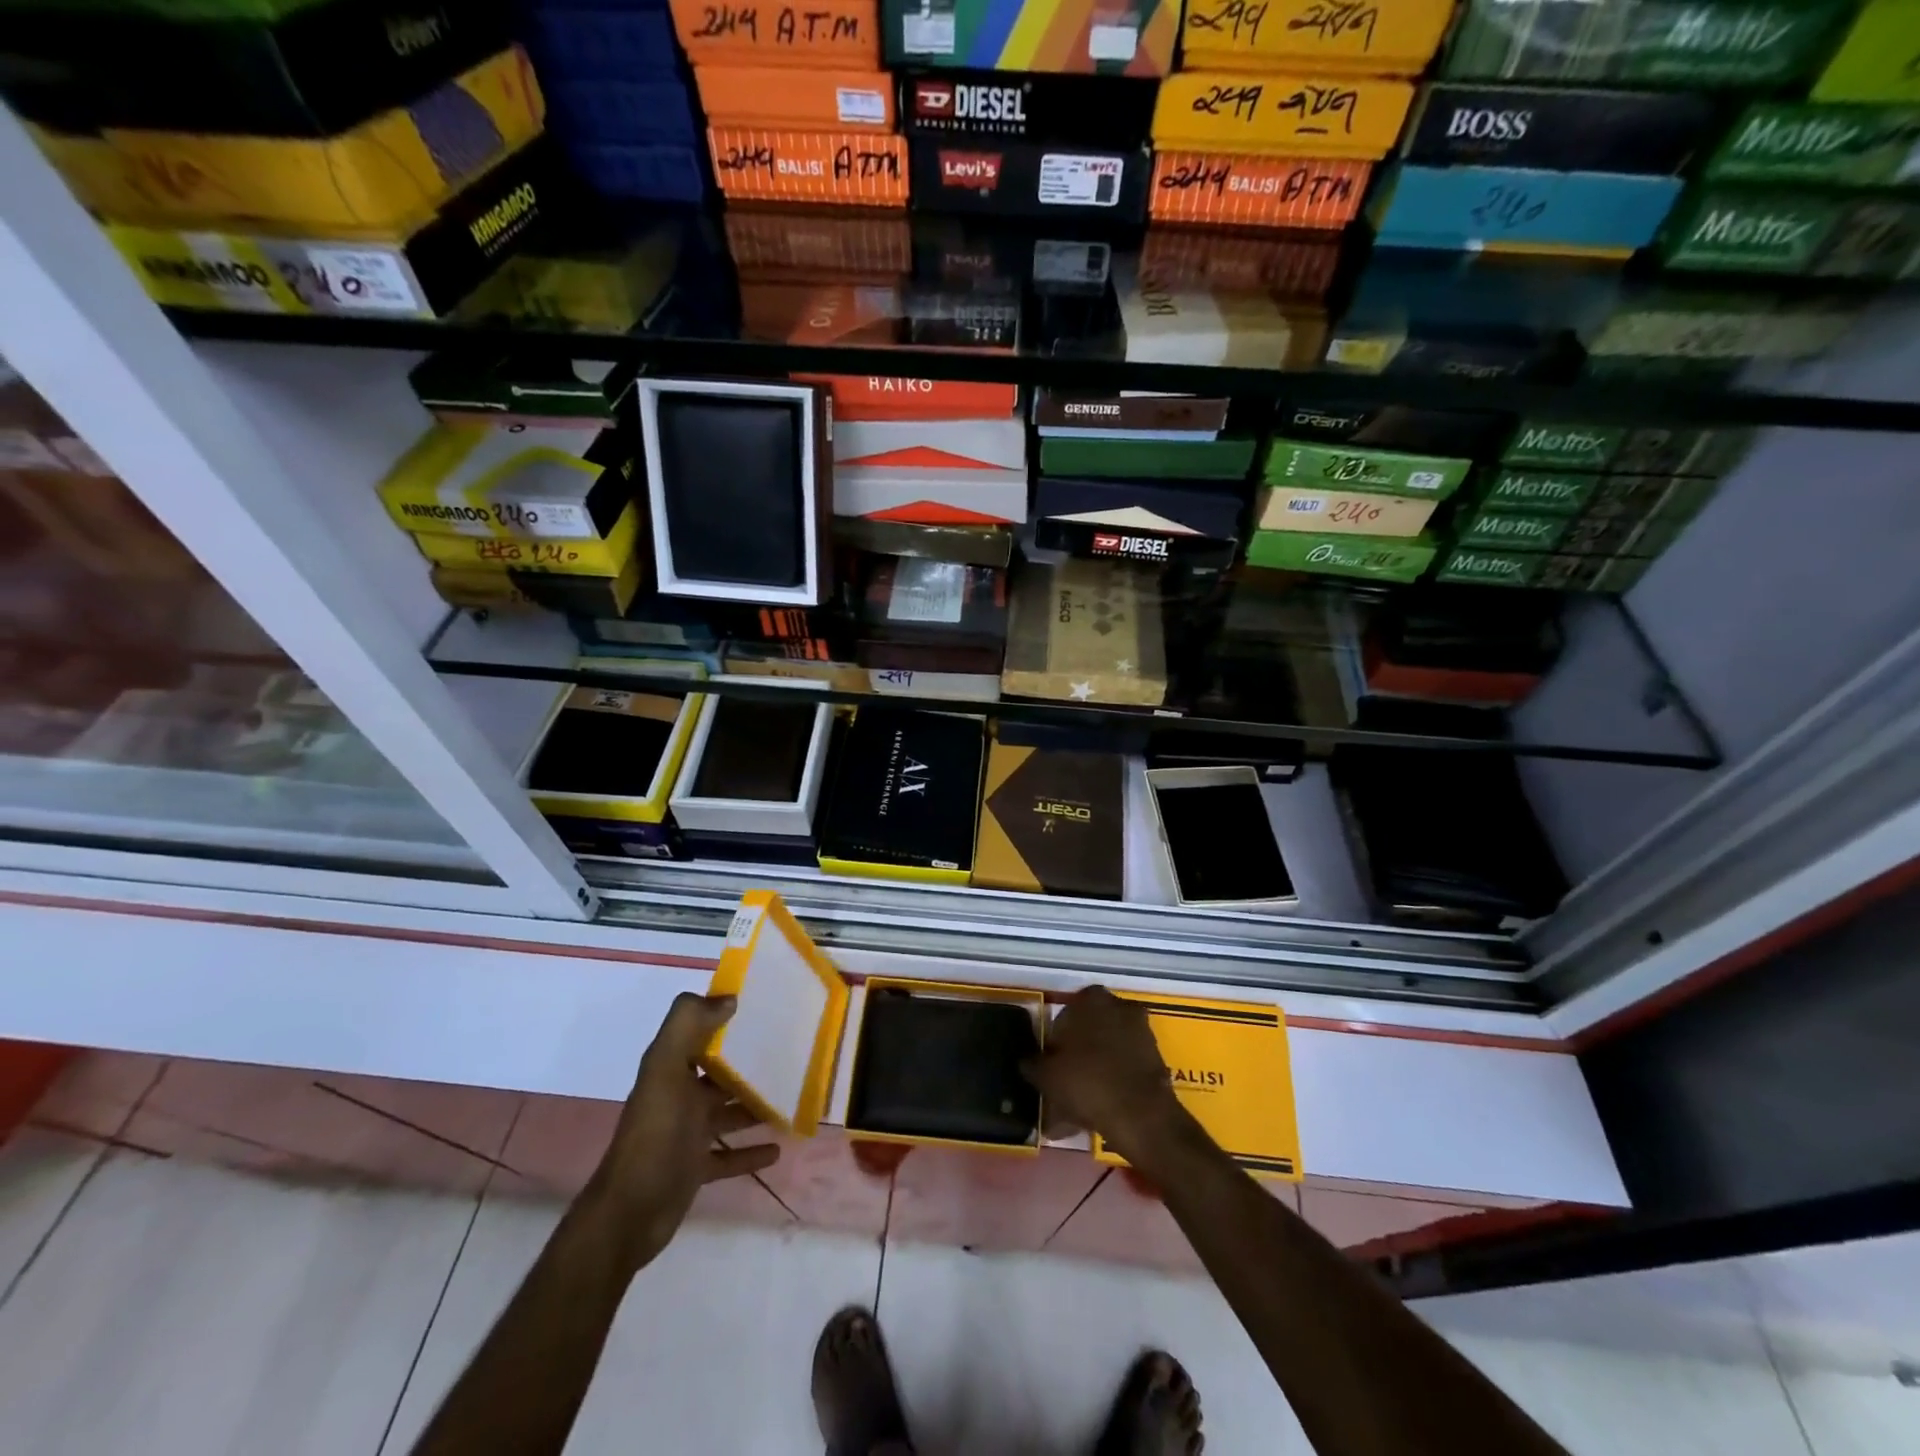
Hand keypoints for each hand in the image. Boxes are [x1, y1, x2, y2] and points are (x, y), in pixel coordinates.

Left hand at [589, 993, 780, 1269]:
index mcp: (670, 1068)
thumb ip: (688, 1025)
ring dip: (756, 1105)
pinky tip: (778, 1148)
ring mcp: (687, 1133)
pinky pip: (730, 1155)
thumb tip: (729, 998)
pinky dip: (751, 1151)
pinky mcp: (695, 1167)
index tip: (765, 1006)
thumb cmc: (655, 1134)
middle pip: (720, 1071)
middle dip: (750, 1061)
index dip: (726, 1017)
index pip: (700, 1031)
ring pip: (729, 1111)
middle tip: (790, 1051)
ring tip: (791, 1097)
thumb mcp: (665, 1070)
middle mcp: (679, 1095)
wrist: (629, 1213)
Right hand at [1021, 987, 1186, 1164]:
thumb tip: (1027, 1061)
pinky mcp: (1155, 1055)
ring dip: (1094, 1069)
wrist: (1140, 1115)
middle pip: (1088, 1030)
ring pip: (1107, 1049)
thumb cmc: (1086, 1082)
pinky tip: (1100, 1106)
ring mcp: (1140, 1029)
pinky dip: (1112, 1080)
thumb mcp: (1046, 1075)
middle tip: (1064, 1084)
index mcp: (1089, 999)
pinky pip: (1124, 1065)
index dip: (1054, 1044)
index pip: (1063, 1016)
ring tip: (1080, 1104)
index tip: (1050, 1067)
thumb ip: (1032, 1063)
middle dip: (1076, 1054)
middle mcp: (1117, 1005)